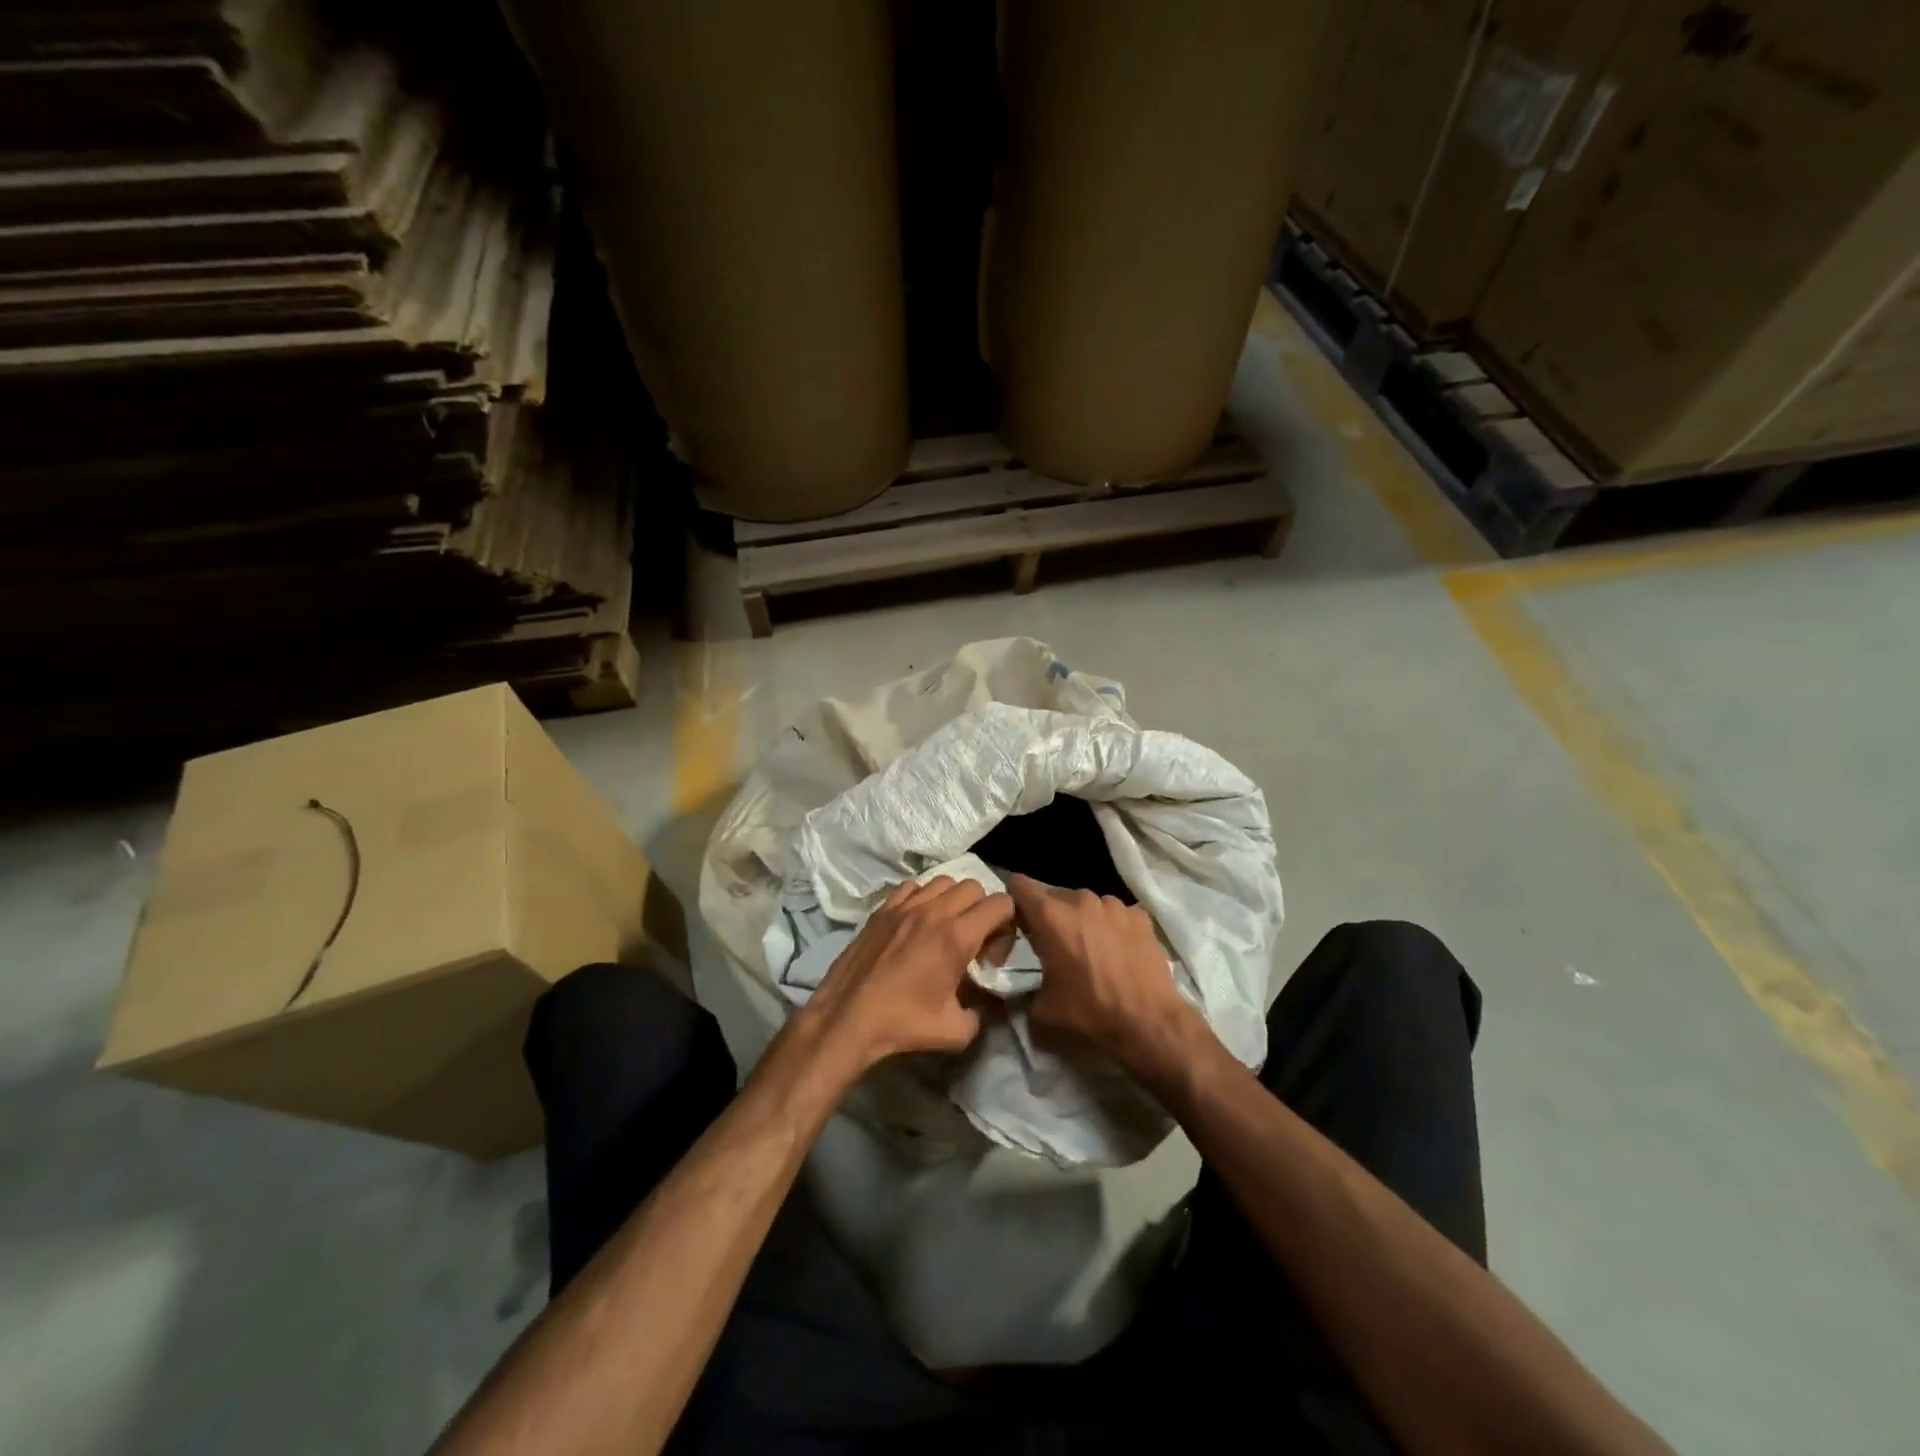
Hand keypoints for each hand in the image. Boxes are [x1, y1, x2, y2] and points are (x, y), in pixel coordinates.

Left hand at [798, 876, 1013, 1073]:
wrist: (848, 1018)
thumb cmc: (903, 1024)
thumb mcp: (957, 1031)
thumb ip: (982, 1013)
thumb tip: (984, 1005)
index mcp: (957, 936)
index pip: (1001, 903)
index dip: (1007, 926)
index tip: (991, 955)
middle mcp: (934, 911)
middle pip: (974, 887)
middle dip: (982, 910)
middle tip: (972, 941)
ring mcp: (905, 906)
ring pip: (943, 881)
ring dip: (953, 900)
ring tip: (944, 929)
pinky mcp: (882, 909)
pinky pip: (912, 887)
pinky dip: (923, 898)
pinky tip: (916, 924)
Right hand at [1007, 874, 1202, 1080]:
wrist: (1148, 1021)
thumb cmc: (1089, 1011)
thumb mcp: (1042, 1007)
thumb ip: (1026, 984)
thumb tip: (1026, 984)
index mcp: (1051, 916)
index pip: (1020, 885)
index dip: (1015, 900)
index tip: (1020, 921)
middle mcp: (1081, 900)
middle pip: (1055, 897)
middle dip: (1051, 916)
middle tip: (1056, 945)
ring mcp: (1114, 904)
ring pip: (1087, 905)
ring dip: (1083, 920)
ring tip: (1092, 949)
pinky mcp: (1139, 915)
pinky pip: (1115, 914)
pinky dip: (1112, 927)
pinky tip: (1119, 952)